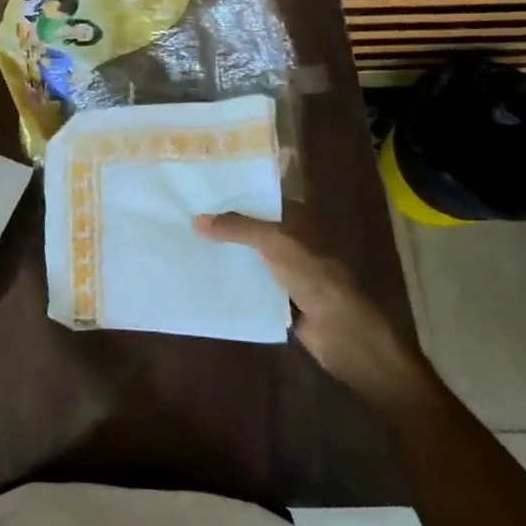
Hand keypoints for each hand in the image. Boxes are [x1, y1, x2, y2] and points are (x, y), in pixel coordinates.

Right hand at [194, 208, 429, 404]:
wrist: (344, 335)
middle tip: (182, 216)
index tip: (198, 190)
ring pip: (248, 257)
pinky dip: (231, 283)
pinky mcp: (278, 300)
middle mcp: (290, 242)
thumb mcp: (275, 243)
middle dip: (222, 225)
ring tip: (184, 244)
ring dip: (224, 255)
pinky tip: (202, 278)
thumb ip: (237, 228)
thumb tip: (197, 220)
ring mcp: (285, 272)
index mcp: (297, 221)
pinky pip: (249, 286)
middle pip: (251, 229)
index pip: (260, 199)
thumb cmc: (315, 278)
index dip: (233, 194)